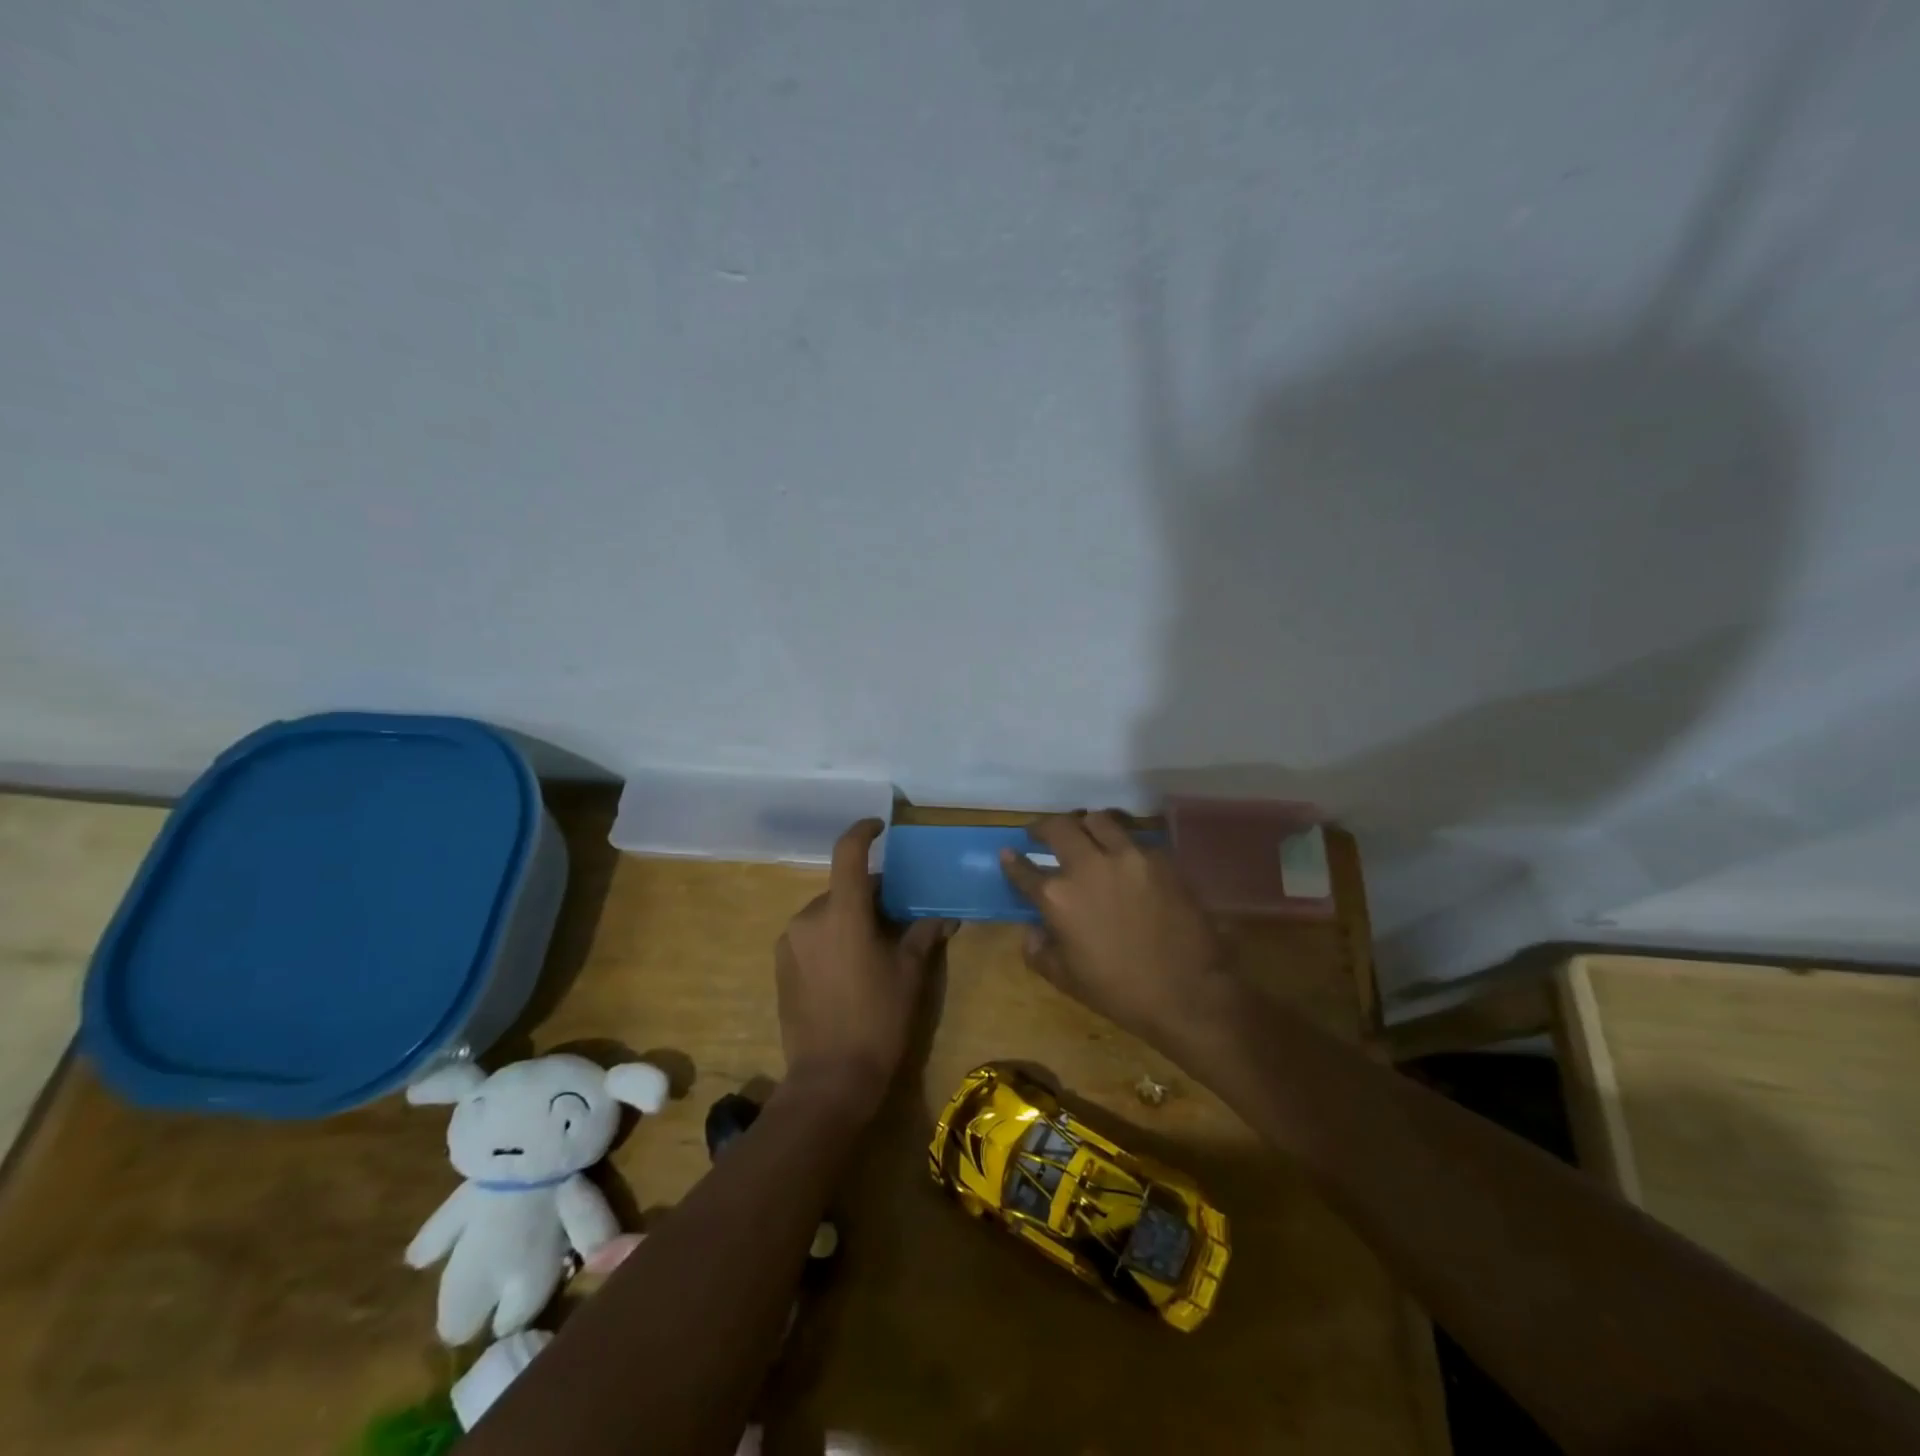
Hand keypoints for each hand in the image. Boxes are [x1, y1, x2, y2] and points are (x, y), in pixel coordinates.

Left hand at [776, 819, 955, 1116]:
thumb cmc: (878, 1020)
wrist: (829, 1079)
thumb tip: (944, 917)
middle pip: (843, 888)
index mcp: (843, 912)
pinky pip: (812, 935)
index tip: (880, 827)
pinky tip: (849, 969)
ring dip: (850, 918)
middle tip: (897, 916)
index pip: (848, 852)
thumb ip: (924, 936)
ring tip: (875, 947)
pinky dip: (832, 937)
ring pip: (828, 912)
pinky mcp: (781, 964)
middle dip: (870, 894)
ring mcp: (790, 941)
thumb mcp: (910, 974)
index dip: (864, 831)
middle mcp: (810, 917)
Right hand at [1000, 811, 1233, 1049]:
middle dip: (1043, 828)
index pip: (1024, 870)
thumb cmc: (1120, 992)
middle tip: (1041, 834)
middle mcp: (1088, 866)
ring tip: (1084, 835)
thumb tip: (1033, 929)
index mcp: (1058, 897)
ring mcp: (1127, 856)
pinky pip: (1134, 839)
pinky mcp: (1160, 858)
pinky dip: (1121, 843)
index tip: (1008, 853)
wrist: (1187, 993)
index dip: (1012, 861)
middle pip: (1058, 827)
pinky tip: (1123, 858)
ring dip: (1084, 825)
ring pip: (1098, 819)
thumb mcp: (1066, 979)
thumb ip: (1039, 950)